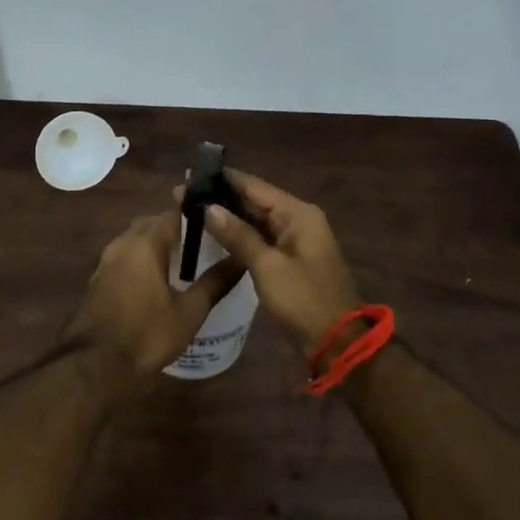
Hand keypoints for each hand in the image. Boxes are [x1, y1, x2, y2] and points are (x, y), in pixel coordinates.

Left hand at [63, 212, 245, 379]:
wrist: (95, 366)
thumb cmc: (147, 335)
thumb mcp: (189, 312)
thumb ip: (215, 282)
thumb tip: (241, 259)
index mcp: (144, 244)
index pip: (172, 214)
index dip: (195, 213)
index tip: (216, 220)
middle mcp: (122, 244)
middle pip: (151, 222)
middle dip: (175, 227)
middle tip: (202, 241)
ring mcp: (106, 261)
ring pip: (135, 239)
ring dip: (156, 242)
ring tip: (184, 260)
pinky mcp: (98, 279)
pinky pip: (124, 256)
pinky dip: (141, 258)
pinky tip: (158, 279)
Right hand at [194, 170, 359, 353]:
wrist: (337, 342)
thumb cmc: (303, 300)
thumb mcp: (267, 267)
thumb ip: (238, 235)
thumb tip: (209, 208)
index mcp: (298, 213)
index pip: (254, 186)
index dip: (222, 180)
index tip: (191, 177)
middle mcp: (298, 219)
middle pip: (255, 200)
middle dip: (221, 198)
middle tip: (183, 195)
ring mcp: (295, 239)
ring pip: (256, 220)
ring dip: (228, 216)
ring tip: (191, 211)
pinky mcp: (289, 258)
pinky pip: (261, 238)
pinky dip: (239, 235)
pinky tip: (214, 235)